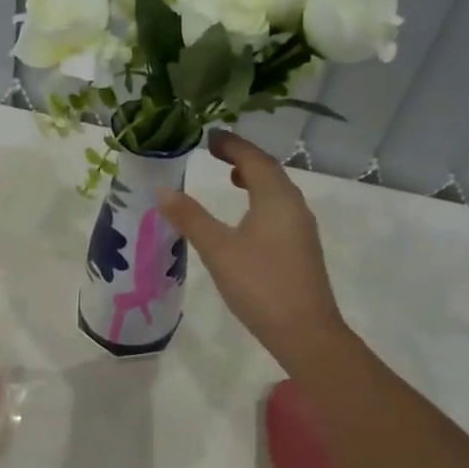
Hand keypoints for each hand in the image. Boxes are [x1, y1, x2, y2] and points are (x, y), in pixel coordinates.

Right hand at [157, 130, 345, 365]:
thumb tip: (163, 190)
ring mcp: (301, 228)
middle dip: (243, 158)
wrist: (305, 331)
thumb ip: (191, 218)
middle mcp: (294, 205)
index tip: (209, 136)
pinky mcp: (301, 248)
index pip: (254, 158)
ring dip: (254, 179)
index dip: (231, 144)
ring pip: (277, 191)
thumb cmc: (260, 284)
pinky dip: (261, 200)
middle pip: (269, 171)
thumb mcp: (218, 250)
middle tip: (215, 152)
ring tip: (230, 178)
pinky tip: (247, 218)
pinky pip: (280, 210)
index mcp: (276, 198)